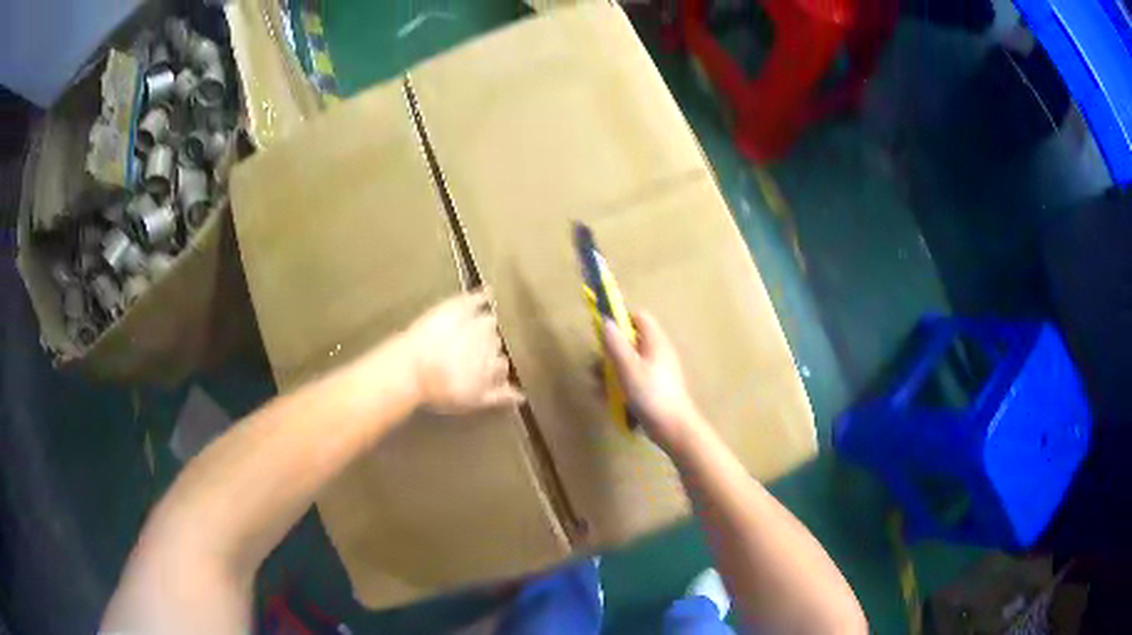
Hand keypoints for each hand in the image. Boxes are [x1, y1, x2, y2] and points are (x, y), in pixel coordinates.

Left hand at [403, 291, 523, 413]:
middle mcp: (491, 344)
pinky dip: (484, 295)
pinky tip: (489, 291)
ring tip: (483, 326)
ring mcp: (476, 323)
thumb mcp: (472, 401)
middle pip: (497, 343)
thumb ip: (500, 397)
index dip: (494, 368)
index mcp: (494, 367)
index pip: (503, 365)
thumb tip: (521, 396)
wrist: (412, 370)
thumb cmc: (440, 390)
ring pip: (491, 322)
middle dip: (490, 346)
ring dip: (488, 325)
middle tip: (477, 350)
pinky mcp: (459, 308)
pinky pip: (477, 298)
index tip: (488, 371)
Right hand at [602, 311, 704, 450]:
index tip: (604, 333)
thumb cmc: (650, 394)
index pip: (638, 318)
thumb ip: (615, 344)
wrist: (673, 426)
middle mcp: (658, 352)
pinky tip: (609, 399)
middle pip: (631, 341)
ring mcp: (658, 371)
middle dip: (611, 352)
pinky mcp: (655, 388)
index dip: (620, 320)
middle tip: (598, 366)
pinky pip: (634, 379)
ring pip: (630, 362)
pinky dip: (621, 385)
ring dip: (612, 371)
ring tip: (598, 386)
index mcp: (655, 342)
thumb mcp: (628, 367)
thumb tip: (606, 321)